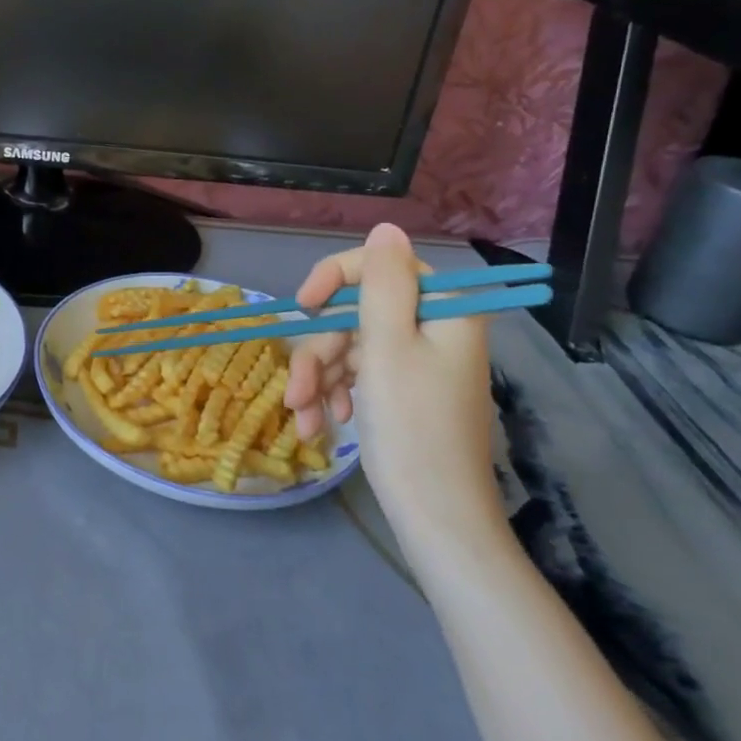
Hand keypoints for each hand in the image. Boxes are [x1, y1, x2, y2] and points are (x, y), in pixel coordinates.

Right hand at [284, 223, 506, 562]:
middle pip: (356, 313)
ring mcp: (414, 361)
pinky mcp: (400, 389)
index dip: (335, 278)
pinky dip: (332, 394)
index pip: (381, 266)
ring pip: (348, 347)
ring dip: (317, 379)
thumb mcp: (388, 347)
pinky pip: (356, 374)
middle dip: (320, 352)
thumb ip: (383, 283)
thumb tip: (386, 226)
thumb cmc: (412, 426)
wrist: (434, 514)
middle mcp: (431, 328)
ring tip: (303, 418)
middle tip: (298, 391)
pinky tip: (319, 423)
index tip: (303, 306)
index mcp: (442, 310)